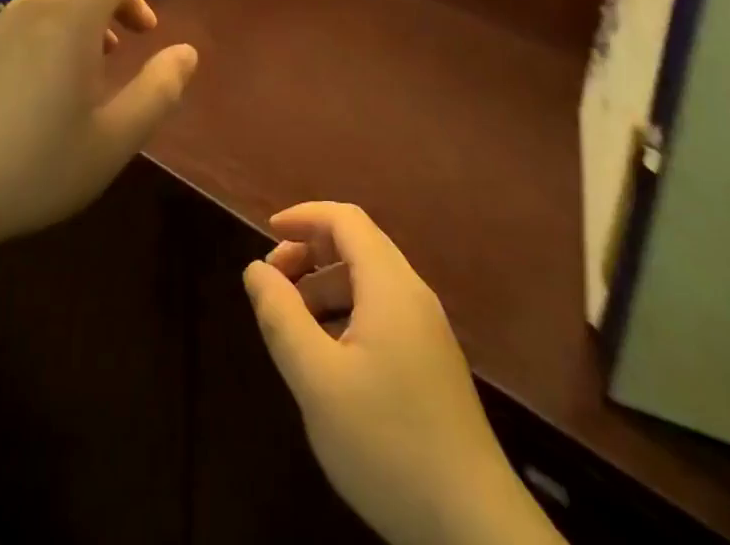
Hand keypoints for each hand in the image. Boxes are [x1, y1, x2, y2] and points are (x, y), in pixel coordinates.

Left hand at [0, 0, 197, 250]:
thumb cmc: (35, 167)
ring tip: (104, 52)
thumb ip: (158, 91)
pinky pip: (27, 13)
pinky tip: (54, 68)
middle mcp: (33, 11)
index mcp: (69, 22)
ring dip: (88, 7)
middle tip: (143, 30)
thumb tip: (187, 52)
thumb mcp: (113, 140)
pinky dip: (57, 20)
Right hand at [242, 203, 558, 544]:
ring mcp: (427, 331)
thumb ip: (282, 317)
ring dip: (325, 284)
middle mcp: (412, 295)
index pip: (345, 219)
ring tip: (291, 321)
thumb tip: (256, 269)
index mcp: (389, 285)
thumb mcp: (318, 381)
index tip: (267, 233)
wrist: (473, 528)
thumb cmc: (387, 443)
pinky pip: (382, 313)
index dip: (304, 216)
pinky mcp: (431, 364)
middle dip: (310, 251)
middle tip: (272, 282)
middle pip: (357, 245)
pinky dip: (346, 312)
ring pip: (369, 282)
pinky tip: (327, 356)